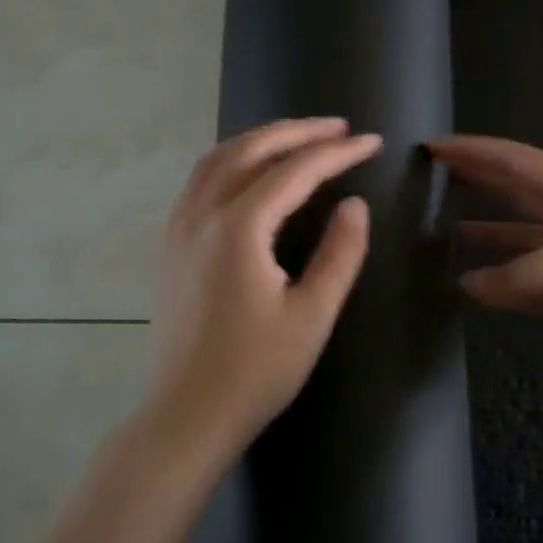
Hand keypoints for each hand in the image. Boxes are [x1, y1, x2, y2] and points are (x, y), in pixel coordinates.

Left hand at [149, 118, 381, 460]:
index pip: (294, 171)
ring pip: (218, 159)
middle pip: (250, 150)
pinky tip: (251, 170)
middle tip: (339, 128)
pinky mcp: (171, 245)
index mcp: (237, 229)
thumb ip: (339, 254)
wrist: (188, 414)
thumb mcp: (312, 315)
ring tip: (299, 137)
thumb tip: (355, 204)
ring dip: (261, 139)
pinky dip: (232, 159)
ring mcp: (179, 228)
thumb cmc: (256, 371)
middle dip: (298, 132)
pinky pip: (201, 180)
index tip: (371, 142)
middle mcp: (201, 215)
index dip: (336, 153)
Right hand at [432, 135, 542, 391]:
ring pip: (521, 240)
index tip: (434, 149)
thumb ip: (511, 275)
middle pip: (515, 193)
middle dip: (477, 185)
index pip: (514, 160)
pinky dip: (505, 284)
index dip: (474, 152)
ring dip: (488, 238)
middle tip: (432, 183)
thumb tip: (468, 284)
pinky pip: (532, 281)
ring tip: (443, 238)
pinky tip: (475, 289)